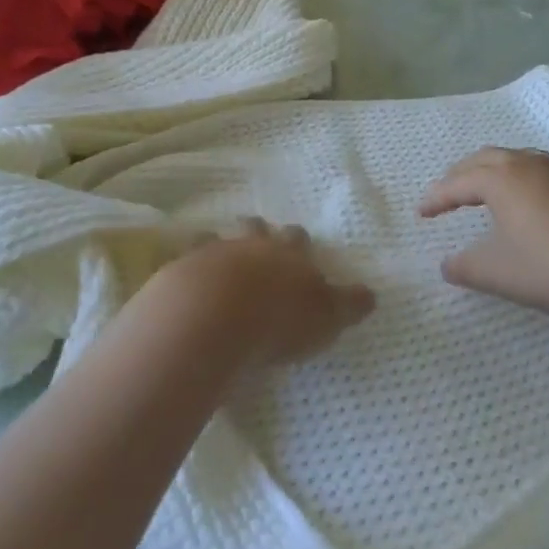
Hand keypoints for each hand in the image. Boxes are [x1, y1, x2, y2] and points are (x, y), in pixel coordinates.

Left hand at [159, 219, 374, 367]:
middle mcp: (251, 245)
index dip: (298, 244)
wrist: (213, 316)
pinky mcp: (178, 270)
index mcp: (288, 253)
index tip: (298, 251)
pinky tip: (184, 284)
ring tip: (217, 263)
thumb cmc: (278, 319)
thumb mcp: (326, 317)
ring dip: (218, 248)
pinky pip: (181, 262)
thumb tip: (371, 295)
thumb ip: (347, 305)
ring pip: (215, 239)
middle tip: (257, 246)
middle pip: (255, 228)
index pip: (298, 238)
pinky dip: (186, 270)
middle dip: (258, 233)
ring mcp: (212, 253)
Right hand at [419, 147, 548, 315]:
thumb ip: (466, 268)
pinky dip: (523, 178)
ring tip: (485, 190)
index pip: (457, 182)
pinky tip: (534, 199)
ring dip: (493, 171)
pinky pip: (542, 170)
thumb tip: (446, 265)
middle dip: (460, 174)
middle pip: (484, 159)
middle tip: (447, 194)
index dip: (436, 197)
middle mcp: (527, 163)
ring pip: (516, 159)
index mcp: (501, 179)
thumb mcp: (500, 273)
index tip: (420, 212)